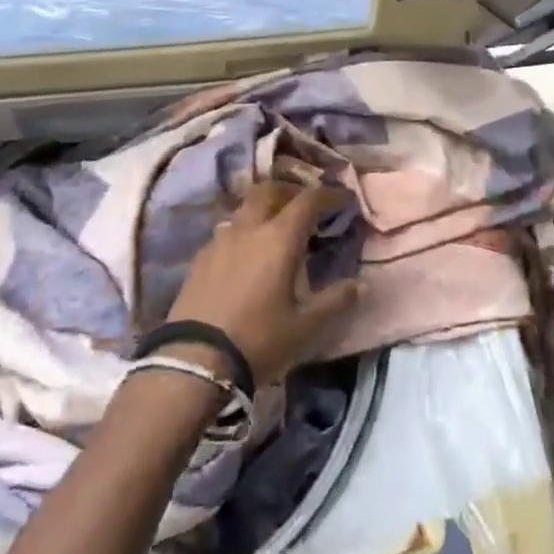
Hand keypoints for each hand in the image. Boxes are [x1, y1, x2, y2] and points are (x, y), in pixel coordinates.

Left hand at [166, 182, 362, 387]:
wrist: (193, 362)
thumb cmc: (258, 341)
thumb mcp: (306, 328)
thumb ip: (335, 302)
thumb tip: (360, 285)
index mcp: (279, 238)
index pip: (307, 200)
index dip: (328, 194)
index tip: (343, 199)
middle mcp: (249, 229)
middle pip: (269, 190)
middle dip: (291, 190)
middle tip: (306, 205)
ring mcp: (220, 240)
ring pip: (245, 208)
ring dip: (265, 208)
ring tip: (277, 228)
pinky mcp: (200, 258)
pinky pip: (228, 229)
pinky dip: (245, 229)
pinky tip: (248, 253)